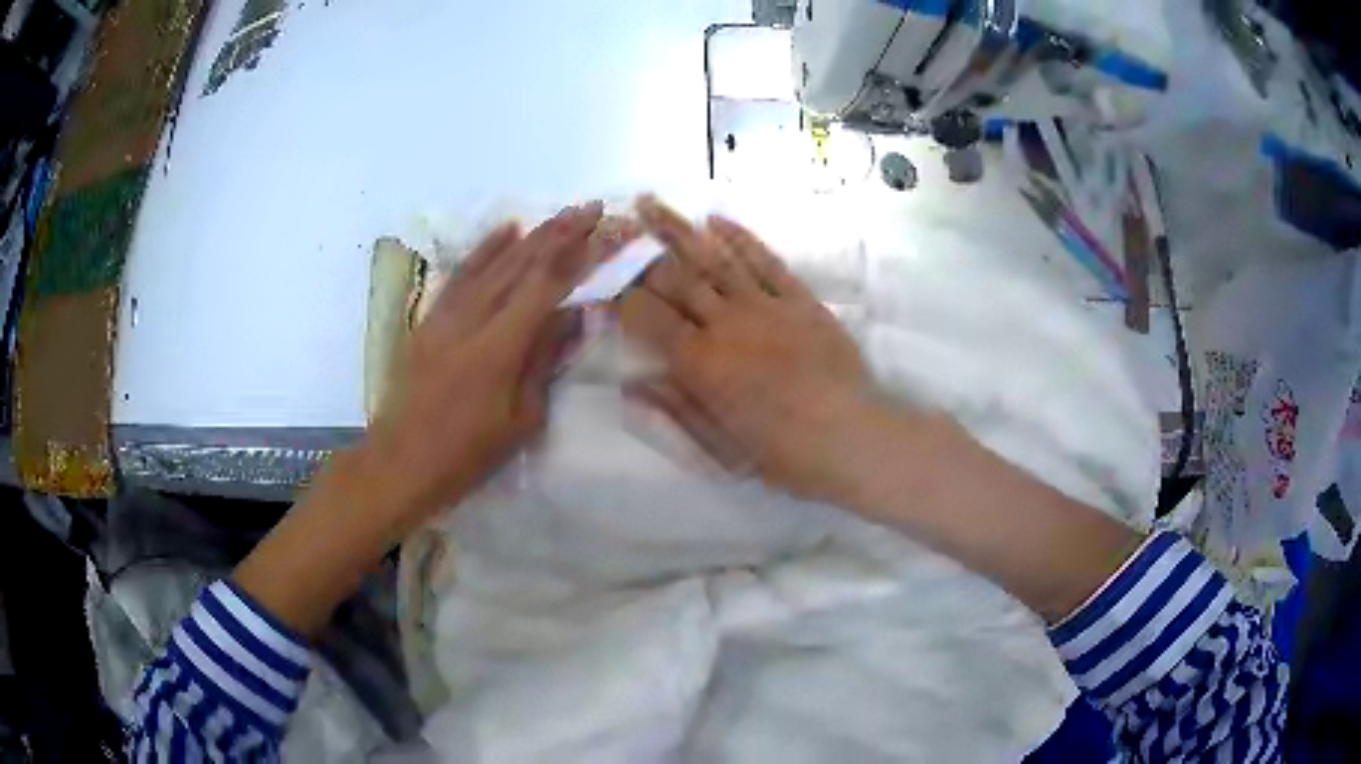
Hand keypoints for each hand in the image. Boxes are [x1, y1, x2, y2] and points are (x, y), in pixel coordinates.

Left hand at [362, 202, 625, 530]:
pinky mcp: (431, 318)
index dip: (581, 255)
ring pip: (494, 262)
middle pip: (522, 264)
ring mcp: (447, 314)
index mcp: (500, 347)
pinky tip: (507, 230)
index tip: (607, 230)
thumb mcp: (521, 419)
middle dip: (561, 232)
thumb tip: (577, 315)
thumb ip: (546, 360)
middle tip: (592, 207)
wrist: (400, 462)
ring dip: (531, 234)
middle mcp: (473, 318)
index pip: (548, 286)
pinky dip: (486, 248)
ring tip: (561, 214)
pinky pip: (462, 273)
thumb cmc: (467, 454)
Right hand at [622, 197, 874, 501]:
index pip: (646, 316)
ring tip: (649, 202)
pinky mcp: (799, 299)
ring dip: (677, 228)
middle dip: (636, 249)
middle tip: (611, 223)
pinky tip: (716, 219)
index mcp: (700, 363)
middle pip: (673, 278)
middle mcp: (725, 323)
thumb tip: (628, 384)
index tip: (595, 272)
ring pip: (713, 258)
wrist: (853, 438)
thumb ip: (673, 409)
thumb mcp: (720, 447)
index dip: (617, 293)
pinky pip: (765, 260)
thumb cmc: (783, 454)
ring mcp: (764, 305)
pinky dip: (740, 237)